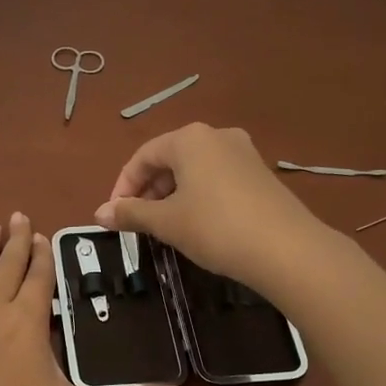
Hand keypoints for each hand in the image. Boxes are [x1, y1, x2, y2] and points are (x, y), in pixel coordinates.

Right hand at [94, 124, 326, 288]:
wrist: (287, 249)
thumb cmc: (215, 228)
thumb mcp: (167, 222)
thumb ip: (131, 213)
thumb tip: (99, 213)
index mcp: (189, 139)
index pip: (143, 156)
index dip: (123, 186)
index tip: (115, 216)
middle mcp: (217, 136)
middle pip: (170, 159)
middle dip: (149, 190)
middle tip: (139, 223)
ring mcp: (244, 153)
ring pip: (195, 170)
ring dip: (173, 195)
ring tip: (166, 227)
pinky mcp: (261, 174)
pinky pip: (218, 179)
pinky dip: (199, 197)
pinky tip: (199, 225)